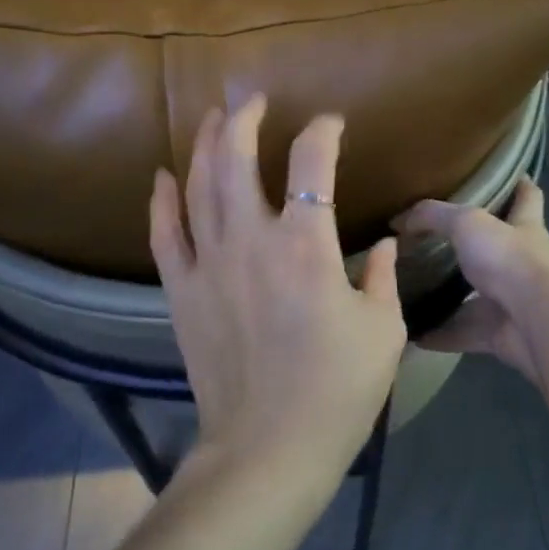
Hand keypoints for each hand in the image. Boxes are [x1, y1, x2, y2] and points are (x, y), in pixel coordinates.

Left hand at [150, 95, 406, 486]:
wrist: (269, 449)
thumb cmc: (337, 391)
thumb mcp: (382, 331)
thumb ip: (384, 278)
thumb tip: (386, 245)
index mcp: (306, 245)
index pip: (311, 164)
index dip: (323, 133)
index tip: (331, 125)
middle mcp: (251, 240)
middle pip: (236, 158)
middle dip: (245, 119)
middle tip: (253, 100)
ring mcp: (208, 264)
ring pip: (197, 186)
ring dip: (204, 145)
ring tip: (212, 118)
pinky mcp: (181, 292)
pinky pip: (164, 234)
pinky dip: (161, 201)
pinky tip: (163, 176)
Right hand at [395, 177, 548, 384]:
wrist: (538, 321)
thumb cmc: (509, 259)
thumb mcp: (467, 223)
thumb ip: (433, 217)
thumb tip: (399, 220)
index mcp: (524, 227)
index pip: (527, 197)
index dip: (520, 184)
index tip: (510, 175)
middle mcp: (523, 262)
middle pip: (498, 249)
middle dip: (473, 247)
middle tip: (435, 241)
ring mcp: (513, 301)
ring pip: (477, 296)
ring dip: (451, 296)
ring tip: (416, 289)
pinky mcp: (501, 334)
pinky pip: (464, 332)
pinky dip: (440, 334)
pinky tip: (413, 333)